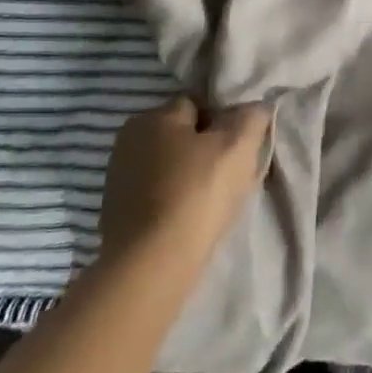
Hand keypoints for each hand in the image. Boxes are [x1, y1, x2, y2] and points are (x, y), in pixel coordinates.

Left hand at [99, 97, 272, 268]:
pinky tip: (190, 219)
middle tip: (231, 172)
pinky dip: (174, 201)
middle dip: (206, 149)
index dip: (224, 121)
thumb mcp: (239, 144)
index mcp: (152, 116)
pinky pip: (157, 194)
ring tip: (213, 200)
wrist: (151, 267)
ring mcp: (118, 179)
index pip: (199, 105)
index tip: (240, 146)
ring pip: (170, 166)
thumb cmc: (197, 192)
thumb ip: (251, 116)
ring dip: (190, 176)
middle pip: (183, 135)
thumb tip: (255, 107)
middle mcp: (128, 140)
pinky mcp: (116, 214)